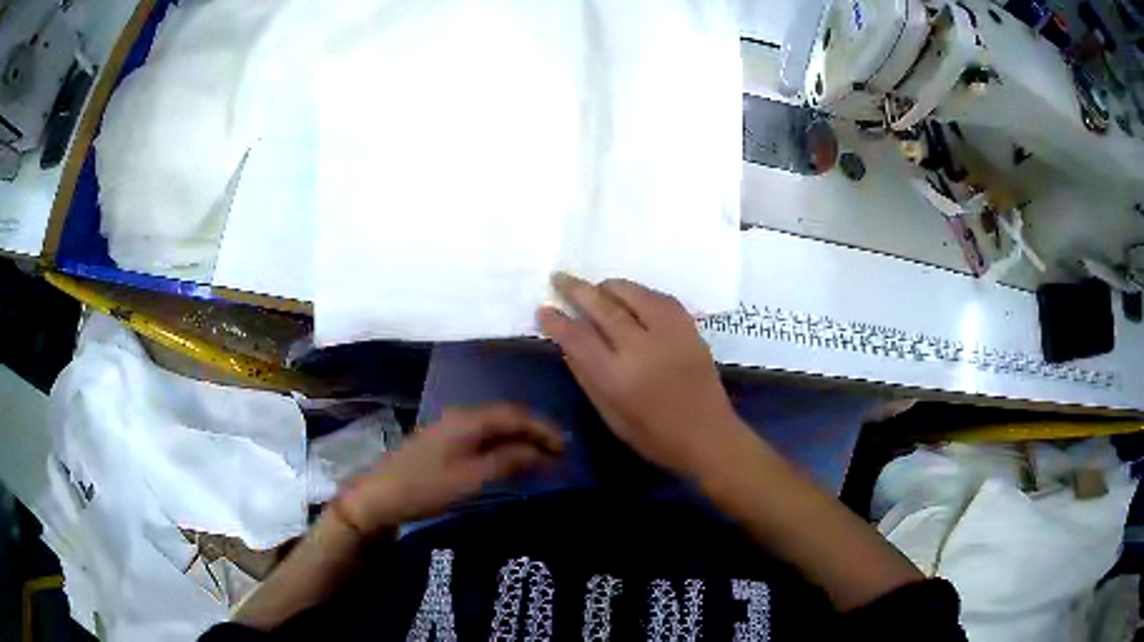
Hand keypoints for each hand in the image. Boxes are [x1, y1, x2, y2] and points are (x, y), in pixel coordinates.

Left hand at [336, 404, 562, 532]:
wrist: (379, 495)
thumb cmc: (425, 488)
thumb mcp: (471, 478)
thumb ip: (508, 461)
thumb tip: (544, 453)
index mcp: (467, 420)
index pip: (516, 414)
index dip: (544, 428)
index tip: (566, 448)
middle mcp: (460, 416)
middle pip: (506, 417)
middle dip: (535, 432)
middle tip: (560, 454)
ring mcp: (449, 428)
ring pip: (494, 426)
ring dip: (520, 439)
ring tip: (542, 458)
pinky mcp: (443, 442)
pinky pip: (482, 436)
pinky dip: (502, 446)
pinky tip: (510, 461)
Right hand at [537, 273, 748, 477]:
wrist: (709, 436)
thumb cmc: (654, 436)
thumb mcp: (611, 416)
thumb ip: (587, 377)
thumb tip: (568, 344)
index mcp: (617, 379)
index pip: (578, 339)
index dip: (557, 321)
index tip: (544, 309)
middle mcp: (642, 350)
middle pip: (603, 309)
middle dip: (577, 290)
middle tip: (559, 277)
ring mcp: (669, 335)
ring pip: (633, 295)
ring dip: (609, 286)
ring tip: (596, 286)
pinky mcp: (689, 329)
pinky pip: (660, 298)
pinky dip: (640, 292)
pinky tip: (630, 295)